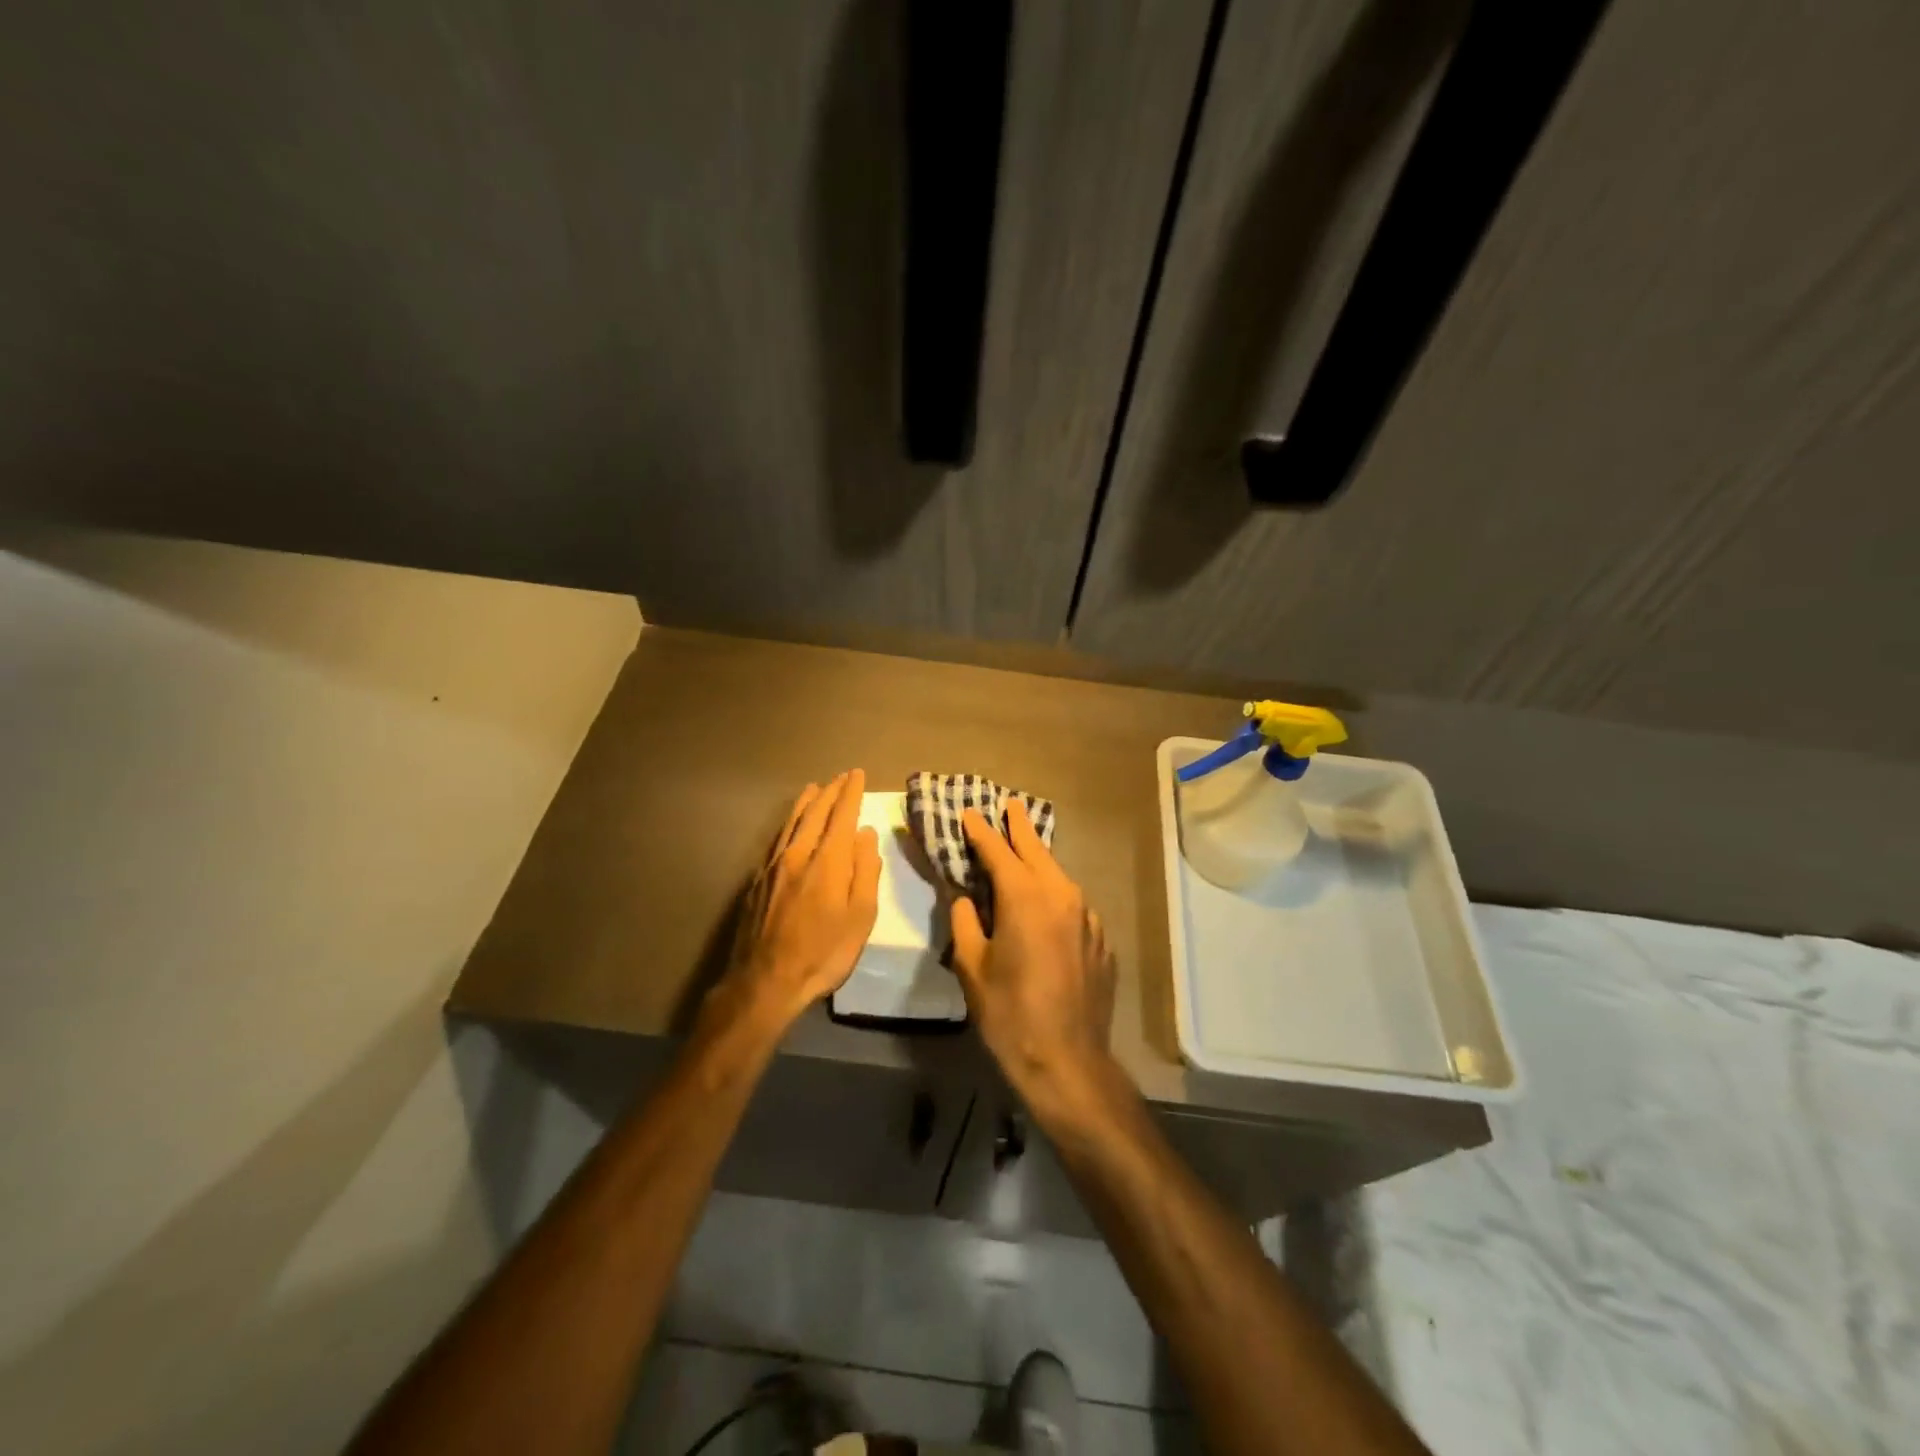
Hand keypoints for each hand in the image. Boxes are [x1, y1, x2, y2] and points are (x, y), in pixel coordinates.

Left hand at [712, 771, 880, 1034]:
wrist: (765, 981)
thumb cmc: (824, 953)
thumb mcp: (861, 917)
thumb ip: (865, 871)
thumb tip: (866, 834)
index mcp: (828, 861)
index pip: (842, 816)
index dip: (851, 793)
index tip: (857, 774)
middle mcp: (799, 854)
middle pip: (815, 814)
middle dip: (831, 793)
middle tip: (841, 777)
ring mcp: (774, 866)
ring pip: (792, 823)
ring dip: (806, 803)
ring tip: (815, 788)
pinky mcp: (758, 880)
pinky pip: (777, 839)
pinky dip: (789, 823)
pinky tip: (790, 826)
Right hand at [949, 801, 1117, 1115]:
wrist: (1068, 1061)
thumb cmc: (1010, 1015)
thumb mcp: (972, 967)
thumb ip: (965, 922)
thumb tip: (965, 898)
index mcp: (1025, 898)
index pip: (998, 851)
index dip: (981, 831)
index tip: (969, 813)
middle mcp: (1062, 896)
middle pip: (1037, 851)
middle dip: (1020, 828)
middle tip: (1009, 806)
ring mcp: (1087, 917)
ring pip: (1059, 876)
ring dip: (1039, 861)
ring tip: (1025, 850)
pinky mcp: (1100, 940)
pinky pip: (1073, 905)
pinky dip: (1055, 895)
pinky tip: (1046, 907)